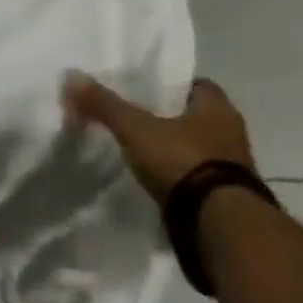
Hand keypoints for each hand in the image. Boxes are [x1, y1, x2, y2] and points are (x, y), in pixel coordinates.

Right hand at [64, 73, 255, 204]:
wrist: (219, 227)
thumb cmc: (183, 161)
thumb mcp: (135, 129)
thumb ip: (104, 104)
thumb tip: (70, 75)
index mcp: (219, 108)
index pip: (195, 84)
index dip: (168, 84)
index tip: (142, 88)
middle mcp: (232, 133)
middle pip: (194, 116)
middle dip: (167, 117)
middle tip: (133, 115)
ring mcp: (232, 168)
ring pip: (196, 147)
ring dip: (173, 148)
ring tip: (138, 147)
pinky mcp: (225, 197)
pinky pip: (195, 175)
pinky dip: (176, 174)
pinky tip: (152, 176)